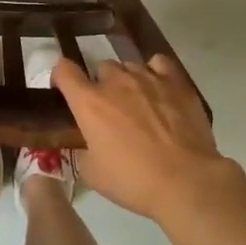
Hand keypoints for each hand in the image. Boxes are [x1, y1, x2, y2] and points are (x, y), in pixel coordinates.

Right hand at [52, 55, 238, 220]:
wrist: (185, 180)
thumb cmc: (133, 180)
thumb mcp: (93, 174)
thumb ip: (83, 151)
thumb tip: (86, 145)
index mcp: (89, 103)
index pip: (64, 70)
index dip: (61, 76)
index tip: (64, 89)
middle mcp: (116, 82)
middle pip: (101, 67)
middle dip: (101, 84)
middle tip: (109, 109)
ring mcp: (148, 77)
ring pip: (129, 66)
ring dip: (127, 81)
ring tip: (137, 103)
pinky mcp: (176, 82)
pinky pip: (158, 64)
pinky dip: (154, 72)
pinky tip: (159, 89)